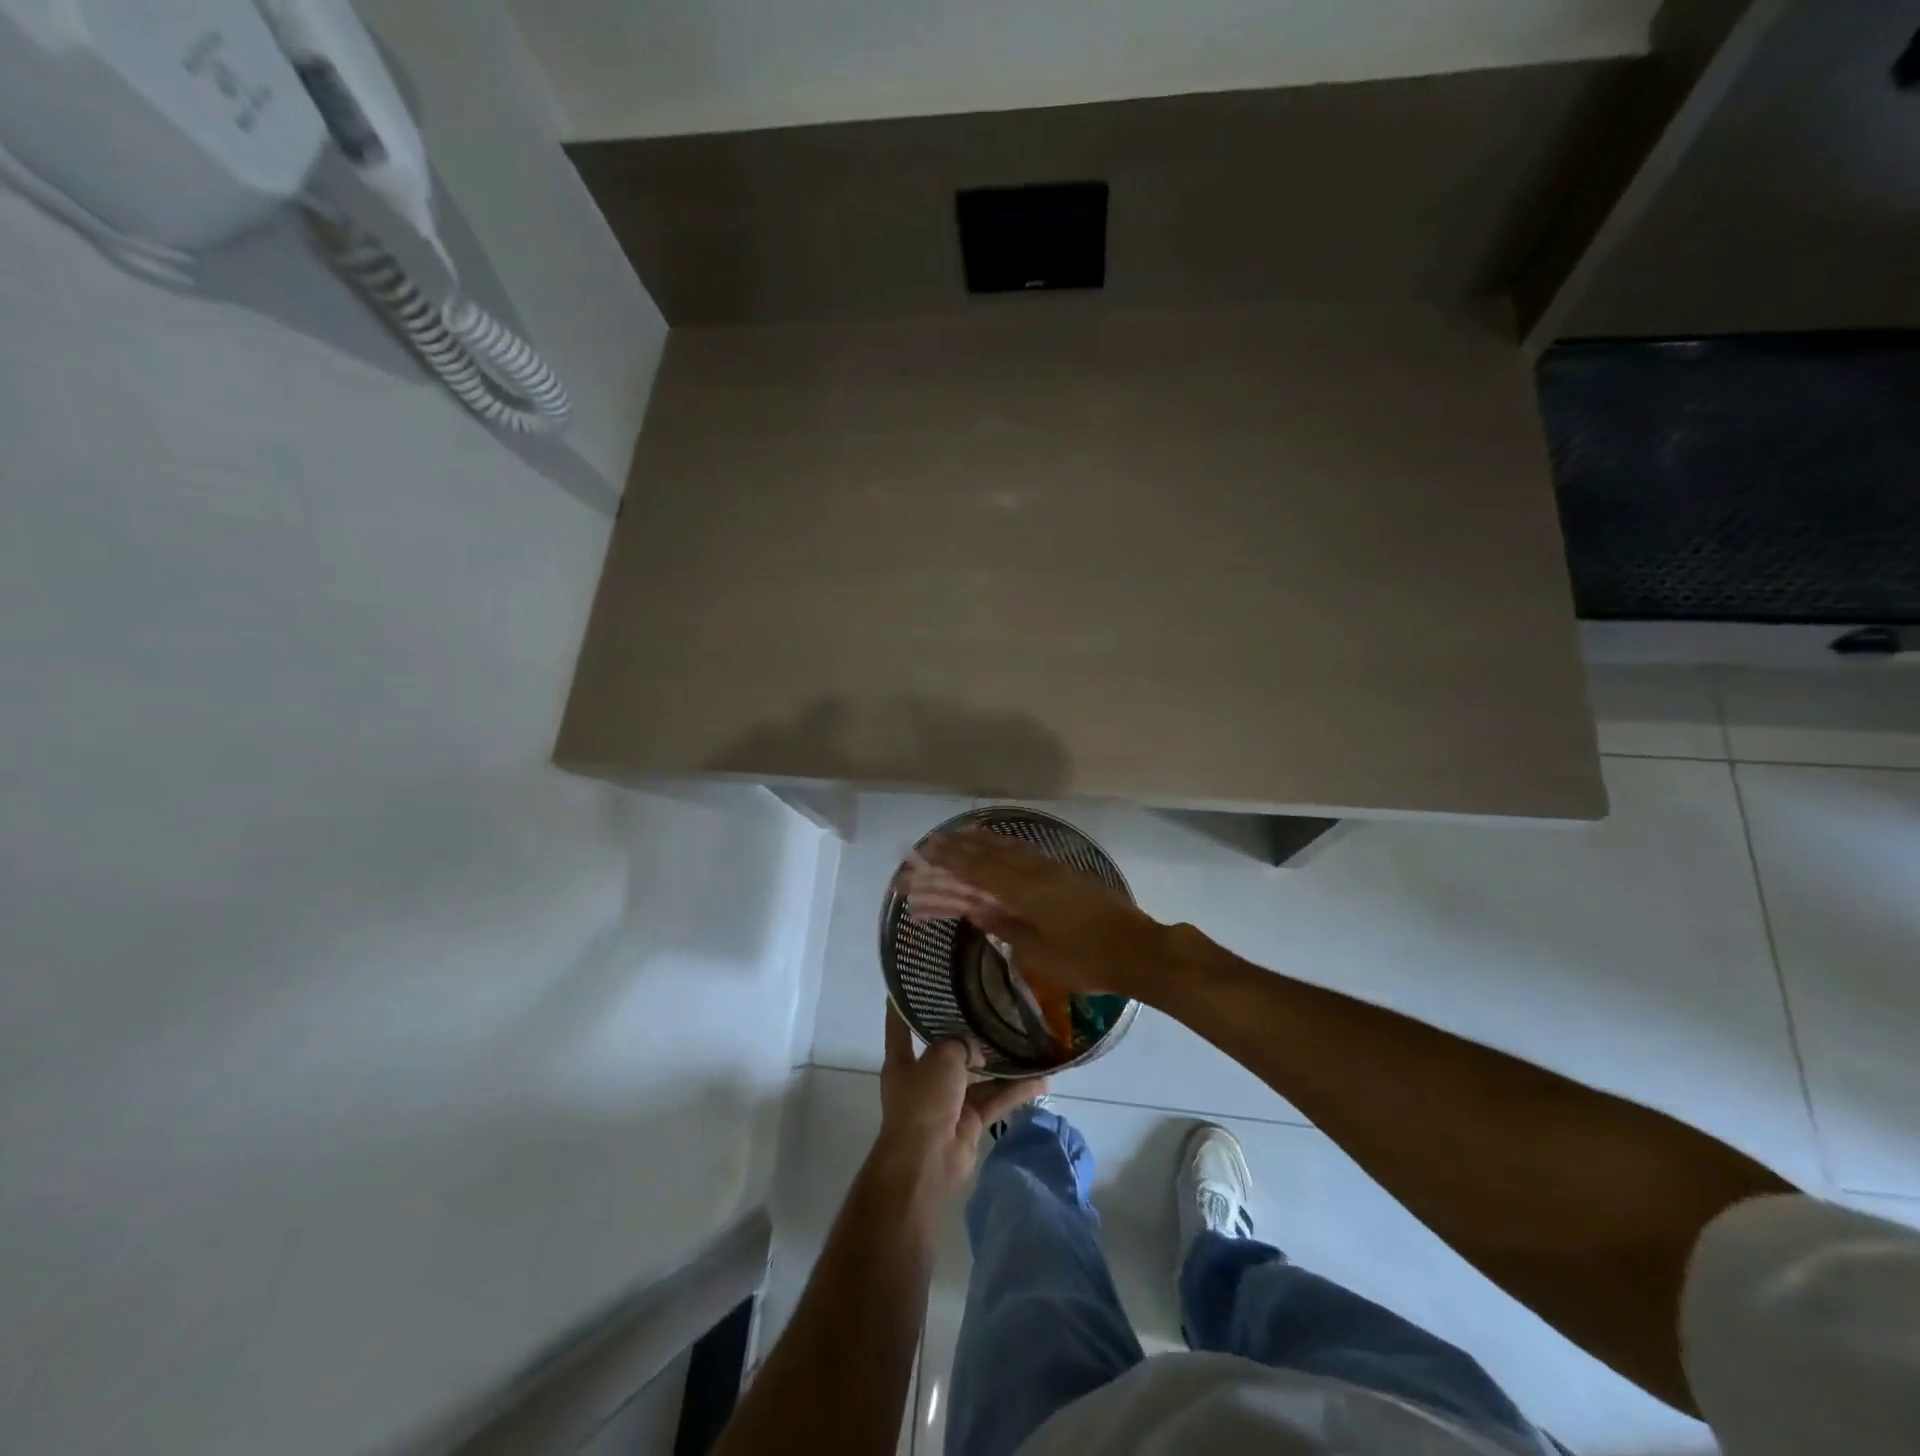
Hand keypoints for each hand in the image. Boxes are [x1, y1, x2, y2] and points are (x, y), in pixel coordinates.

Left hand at [876, 1004, 1046, 1202]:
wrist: (927, 1161)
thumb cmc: (923, 1100)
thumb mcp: (941, 1057)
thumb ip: (960, 1043)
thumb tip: (976, 1052)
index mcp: (903, 1060)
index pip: (900, 1024)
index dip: (905, 1003)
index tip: (916, 980)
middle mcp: (924, 1077)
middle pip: (947, 1048)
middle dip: (968, 1033)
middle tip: (993, 1007)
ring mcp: (948, 1101)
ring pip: (978, 1075)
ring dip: (1001, 1063)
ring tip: (1027, 1040)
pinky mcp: (970, 1121)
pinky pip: (995, 1099)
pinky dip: (1015, 1091)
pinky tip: (1041, 1079)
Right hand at [901, 829, 1171, 998]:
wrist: (1138, 950)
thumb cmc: (1086, 960)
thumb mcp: (1038, 954)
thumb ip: (1005, 928)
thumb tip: (976, 910)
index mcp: (1025, 891)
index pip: (978, 870)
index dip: (950, 860)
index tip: (925, 851)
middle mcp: (1036, 872)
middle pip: (990, 854)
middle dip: (959, 847)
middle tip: (932, 840)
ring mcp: (1053, 869)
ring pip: (1010, 848)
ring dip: (982, 841)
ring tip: (959, 834)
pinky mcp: (1066, 873)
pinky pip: (1026, 852)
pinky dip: (1006, 846)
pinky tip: (1000, 847)